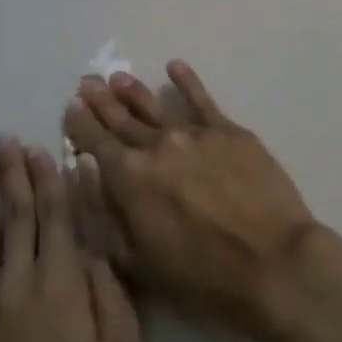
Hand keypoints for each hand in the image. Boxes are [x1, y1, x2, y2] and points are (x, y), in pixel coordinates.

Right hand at [62, 61, 319, 329]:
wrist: (270, 260)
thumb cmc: (200, 274)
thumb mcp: (137, 260)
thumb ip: (107, 214)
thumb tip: (86, 173)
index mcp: (129, 177)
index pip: (95, 142)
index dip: (80, 124)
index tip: (71, 107)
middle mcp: (158, 145)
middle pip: (123, 119)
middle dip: (102, 102)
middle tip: (88, 83)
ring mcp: (196, 134)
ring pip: (157, 107)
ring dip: (135, 91)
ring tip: (119, 77)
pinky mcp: (230, 132)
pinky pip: (203, 100)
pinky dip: (188, 81)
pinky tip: (175, 66)